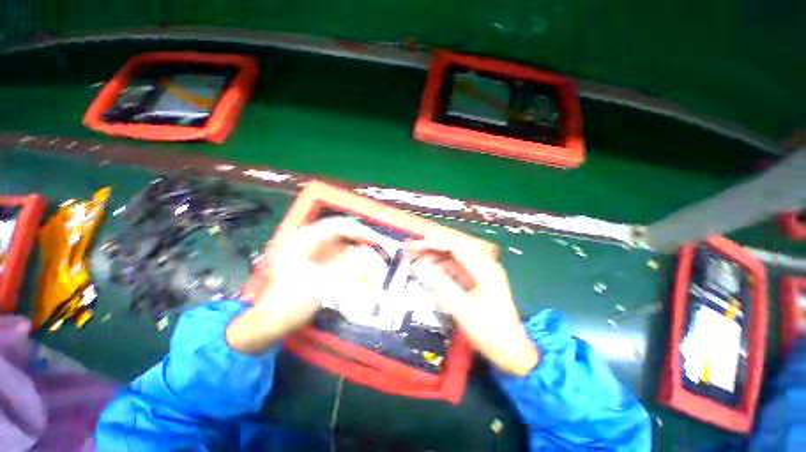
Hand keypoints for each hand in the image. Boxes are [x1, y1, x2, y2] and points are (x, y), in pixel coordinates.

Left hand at [227, 217, 382, 353]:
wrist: (272, 322)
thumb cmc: (294, 301)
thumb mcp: (324, 282)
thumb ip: (349, 264)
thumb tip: (369, 250)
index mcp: (303, 239)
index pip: (338, 226)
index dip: (359, 232)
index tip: (377, 241)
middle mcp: (305, 238)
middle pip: (339, 231)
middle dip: (359, 238)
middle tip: (377, 247)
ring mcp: (309, 249)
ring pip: (339, 240)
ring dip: (356, 246)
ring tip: (372, 253)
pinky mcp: (313, 259)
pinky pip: (336, 251)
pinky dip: (349, 255)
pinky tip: (359, 261)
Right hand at [406, 237, 538, 375]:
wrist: (511, 352)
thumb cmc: (490, 332)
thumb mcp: (462, 308)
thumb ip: (439, 284)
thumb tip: (417, 265)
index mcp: (484, 268)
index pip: (454, 245)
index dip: (431, 243)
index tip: (412, 247)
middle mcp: (483, 264)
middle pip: (453, 247)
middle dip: (430, 246)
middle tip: (409, 249)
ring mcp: (480, 272)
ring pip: (452, 257)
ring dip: (434, 256)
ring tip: (414, 259)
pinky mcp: (476, 280)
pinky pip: (455, 268)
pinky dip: (440, 268)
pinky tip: (429, 272)